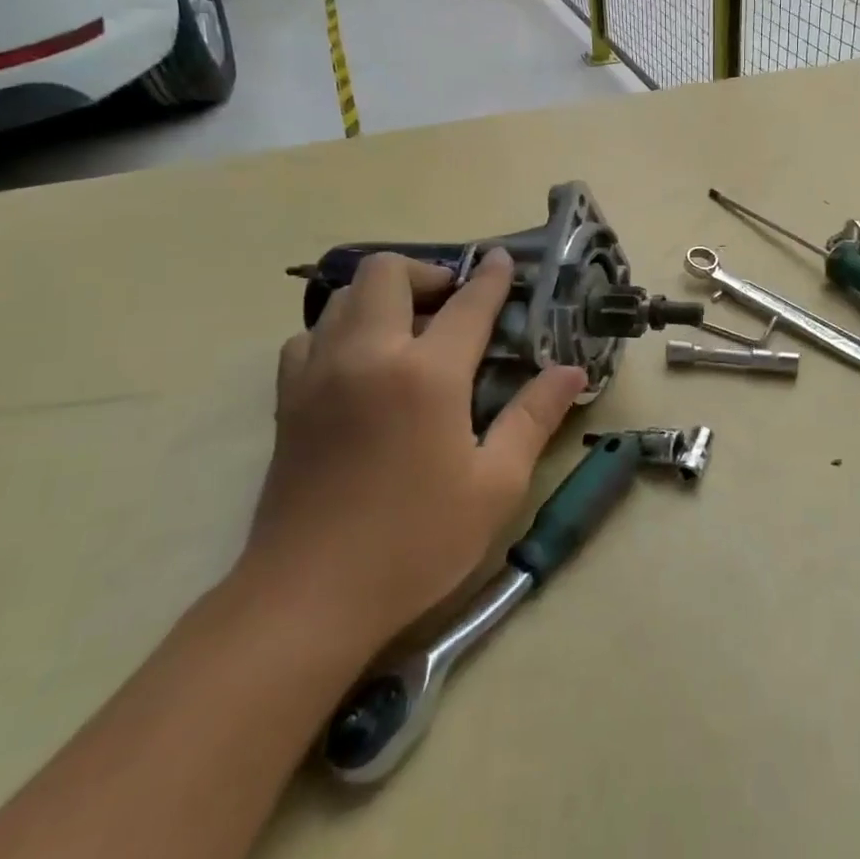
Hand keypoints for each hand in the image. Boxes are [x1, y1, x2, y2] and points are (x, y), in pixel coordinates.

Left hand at [241, 250, 587, 655]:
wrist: (308, 598)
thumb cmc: (416, 542)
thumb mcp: (496, 484)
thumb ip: (534, 417)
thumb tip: (572, 372)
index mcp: (425, 374)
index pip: (467, 305)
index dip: (492, 278)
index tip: (504, 260)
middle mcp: (367, 355)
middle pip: (386, 273)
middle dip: (425, 272)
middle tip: (453, 302)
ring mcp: (318, 373)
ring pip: (341, 297)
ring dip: (381, 297)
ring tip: (410, 330)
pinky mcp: (287, 399)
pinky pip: (309, 336)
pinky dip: (340, 330)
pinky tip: (362, 365)